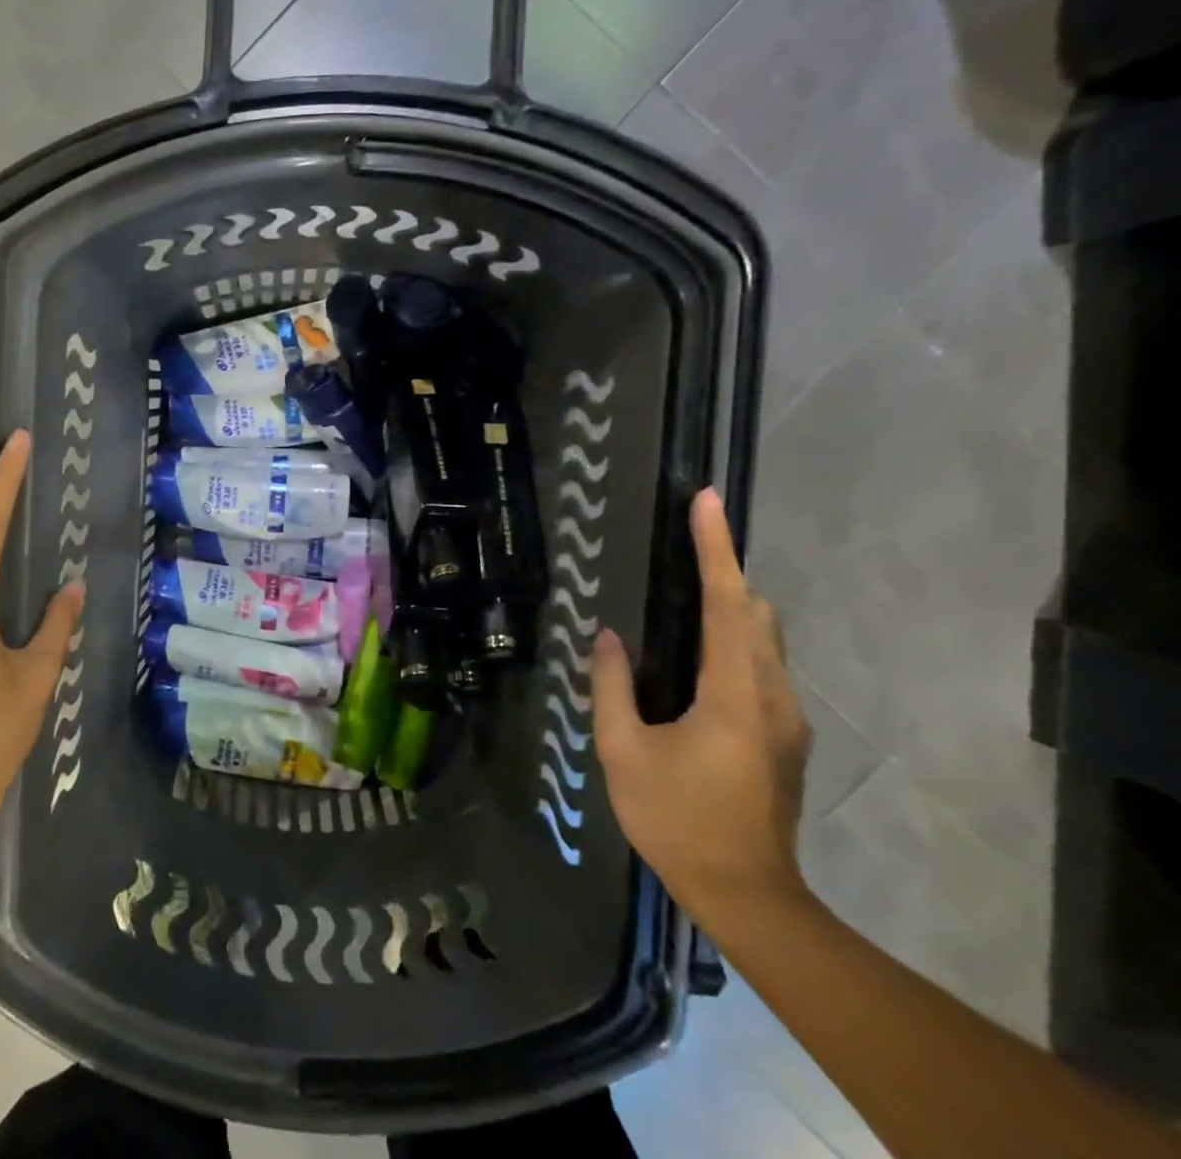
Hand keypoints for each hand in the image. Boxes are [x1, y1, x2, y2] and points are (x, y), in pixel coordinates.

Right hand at [589, 488, 812, 928]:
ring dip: (731, 605)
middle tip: (688, 543)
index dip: (714, 548)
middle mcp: (772, 695)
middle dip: (725, 570)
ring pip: (765, 639)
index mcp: (734, 693)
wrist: (748, 896)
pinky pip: (761, 666)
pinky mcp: (785, 736)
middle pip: (757, 612)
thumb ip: (612, 686)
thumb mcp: (623, 751)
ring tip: (685, 591)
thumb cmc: (676, 819)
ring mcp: (786, 718)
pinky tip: (696, 657)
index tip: (706, 500)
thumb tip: (609, 636)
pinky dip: (734, 639)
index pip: (726, 602)